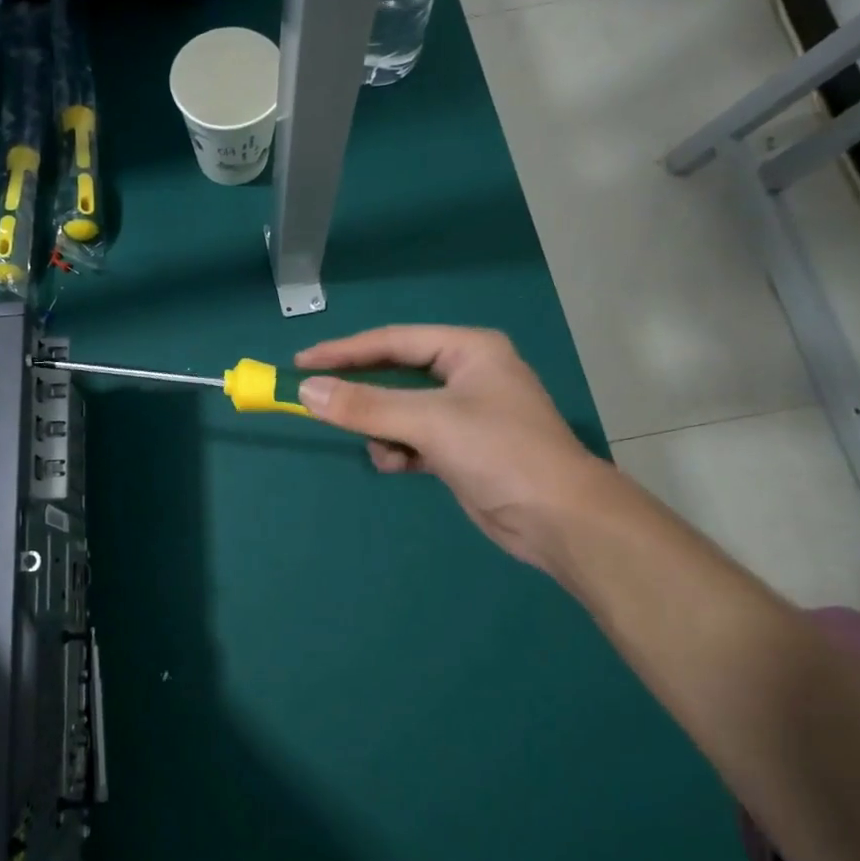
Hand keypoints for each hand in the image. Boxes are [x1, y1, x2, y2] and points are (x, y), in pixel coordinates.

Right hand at [295, 326, 610, 570]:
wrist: (558, 519)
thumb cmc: (500, 453)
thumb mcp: (428, 422)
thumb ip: (365, 405)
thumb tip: (305, 390)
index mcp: (468, 350)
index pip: (393, 341)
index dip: (344, 351)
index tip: (301, 362)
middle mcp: (467, 374)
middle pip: (395, 374)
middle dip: (362, 394)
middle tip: (314, 399)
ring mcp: (464, 412)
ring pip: (400, 410)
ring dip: (383, 429)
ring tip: (384, 449)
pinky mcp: (460, 447)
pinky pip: (412, 438)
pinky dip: (400, 450)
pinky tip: (401, 466)